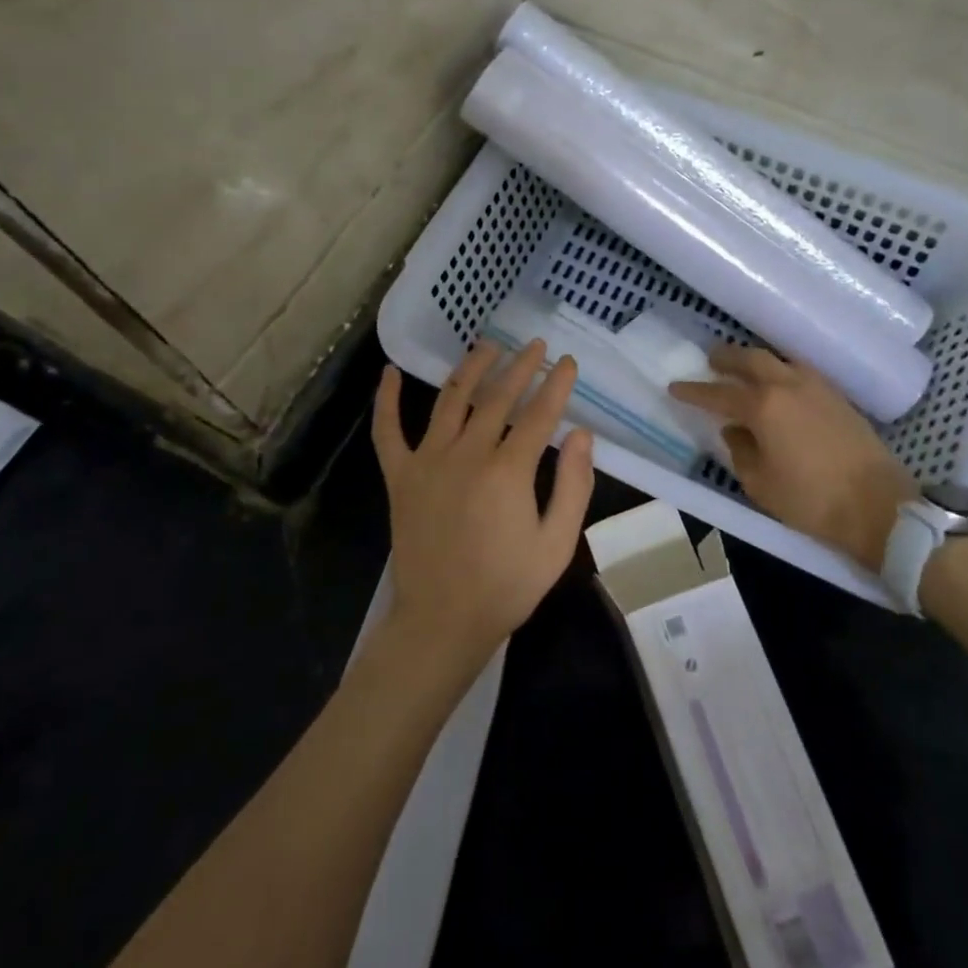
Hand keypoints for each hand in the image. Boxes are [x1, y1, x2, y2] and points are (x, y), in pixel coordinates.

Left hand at [372, 340, 594, 669]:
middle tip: (535, 346)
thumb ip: (573, 486)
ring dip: (471, 368)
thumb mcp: (557, 545)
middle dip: (520, 366)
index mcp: (508, 471)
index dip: (556, 384)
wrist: (442, 622)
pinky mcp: (400, 476)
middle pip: (497, 397)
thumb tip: (580, 434)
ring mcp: (428, 462)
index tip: (567, 362)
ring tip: (488, 346)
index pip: (538, 413)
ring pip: (450, 400)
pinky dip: (386, 400)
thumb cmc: (506, 587)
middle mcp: (466, 454)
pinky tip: (389, 372)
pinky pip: (388, 431)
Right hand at [670, 344, 917, 569]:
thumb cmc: (811, 500)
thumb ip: (740, 451)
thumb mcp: (760, 484)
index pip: (718, 393)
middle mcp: (787, 385)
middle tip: (711, 360)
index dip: (694, 391)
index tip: (675, 387)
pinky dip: (781, 370)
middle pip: (751, 359)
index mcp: (763, 406)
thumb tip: (734, 430)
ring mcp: (817, 387)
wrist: (878, 506)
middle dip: (726, 357)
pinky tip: (780, 384)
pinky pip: (800, 371)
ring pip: (778, 360)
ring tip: (744, 369)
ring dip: (756, 361)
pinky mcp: (838, 396)